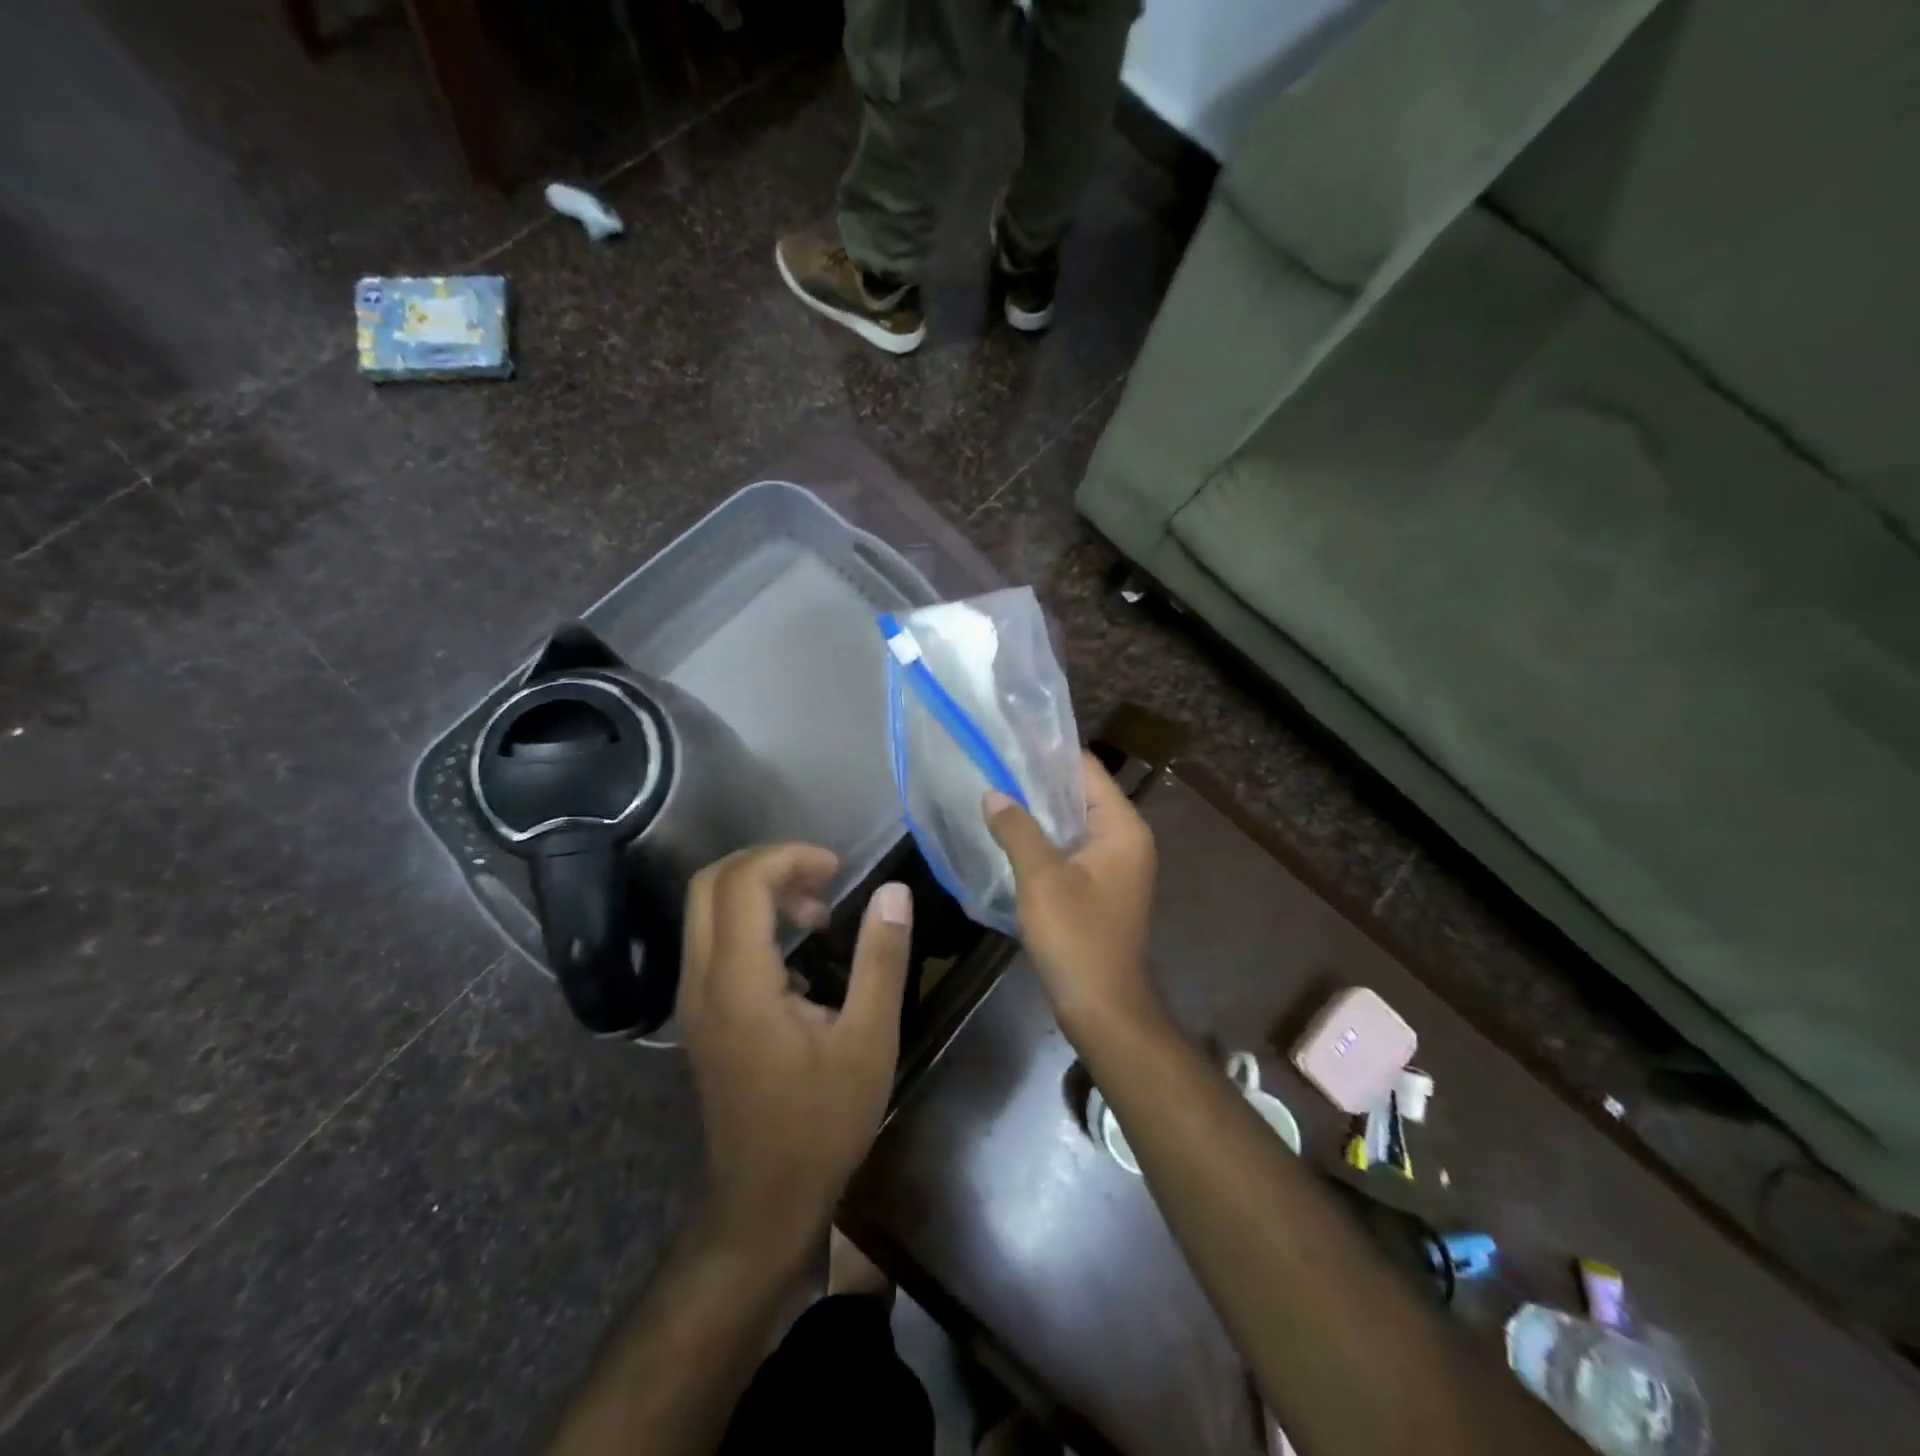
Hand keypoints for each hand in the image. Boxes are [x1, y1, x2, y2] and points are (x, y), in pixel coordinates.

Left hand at [678, 845, 912, 1266]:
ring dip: (758, 891)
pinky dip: (749, 920)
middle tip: (823, 879)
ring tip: (816, 915)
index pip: (742, 882)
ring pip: (705, 910)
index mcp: (739, 982)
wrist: (762, 1204)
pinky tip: (796, 956)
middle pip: (709, 883)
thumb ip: (881, 960)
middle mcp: (701, 981)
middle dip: (767, 863)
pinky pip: (712, 940)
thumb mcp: (869, 1041)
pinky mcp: (699, 1015)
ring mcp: (693, 999)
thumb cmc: (821, 1124)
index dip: (788, 857)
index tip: (838, 869)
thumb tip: (894, 892)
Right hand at [984, 754, 1158, 1037]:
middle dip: (1038, 781)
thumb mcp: (1041, 878)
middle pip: (1080, 794)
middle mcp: (1126, 839)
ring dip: (1039, 812)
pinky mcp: (1101, 888)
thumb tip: (993, 794)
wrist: (1103, 1007)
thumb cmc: (1077, 937)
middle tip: (992, 764)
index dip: (1049, 752)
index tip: (1008, 740)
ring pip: (1073, 823)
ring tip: (994, 794)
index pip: (1086, 769)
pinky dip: (1045, 840)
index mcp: (1123, 828)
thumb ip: (1017, 829)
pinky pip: (1071, 849)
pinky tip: (1010, 836)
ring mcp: (1115, 866)